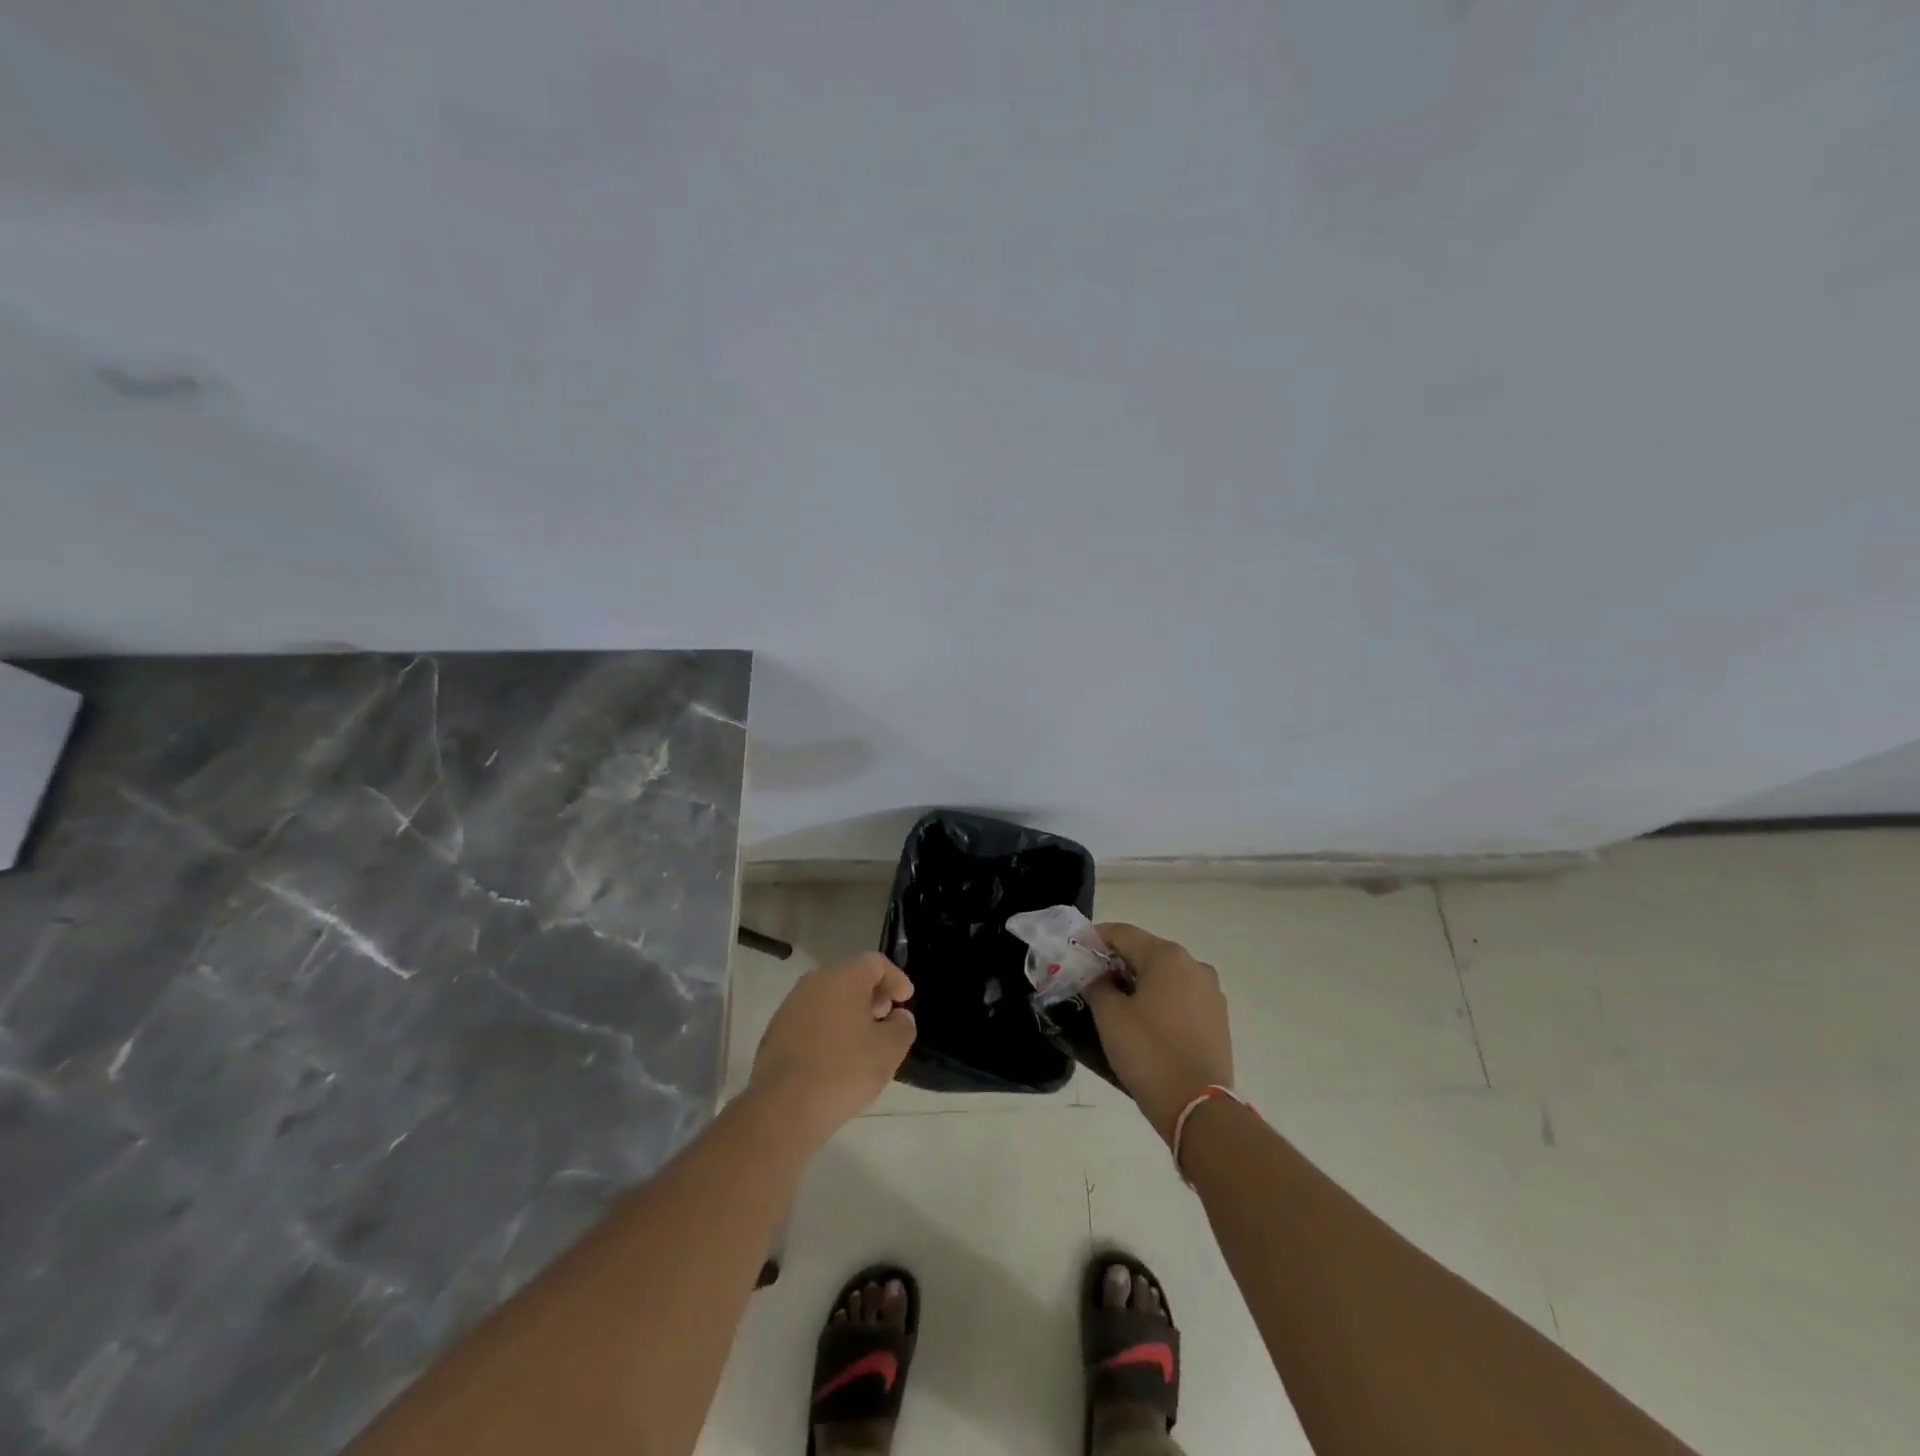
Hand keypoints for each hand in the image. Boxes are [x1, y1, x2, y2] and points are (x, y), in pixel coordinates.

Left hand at [749, 953, 915, 1145]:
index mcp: (844, 978)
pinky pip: (811, 1018)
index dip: (896, 978)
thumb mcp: (889, 1051)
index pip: (876, 963)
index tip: (906, 1000)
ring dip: (849, 1011)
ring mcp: (791, 1005)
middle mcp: (815, 982)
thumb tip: (899, 1017)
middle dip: (872, 994)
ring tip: (862, 1040)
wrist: (783, 1107)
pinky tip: (836, 1055)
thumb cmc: (844, 1070)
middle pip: (850, 977)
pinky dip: (828, 1026)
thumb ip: (903, 1026)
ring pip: (828, 997)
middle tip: (886, 1018)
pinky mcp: (776, 1030)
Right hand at [1084, 923, 1232, 1144]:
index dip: (1094, 937)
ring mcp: (1210, 992)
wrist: (1198, 1107)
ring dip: (1138, 980)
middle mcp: (1194, 965)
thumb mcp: (1110, 1016)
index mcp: (1167, 957)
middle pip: (1146, 951)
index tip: (1074, 948)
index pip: (1123, 933)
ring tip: (1114, 999)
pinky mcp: (1218, 1017)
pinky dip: (1159, 998)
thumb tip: (1097, 975)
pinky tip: (1143, 1018)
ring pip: (1165, 974)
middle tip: (1090, 976)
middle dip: (1116, 960)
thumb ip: (1097, 985)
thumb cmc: (1148, 1053)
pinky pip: (1181, 995)